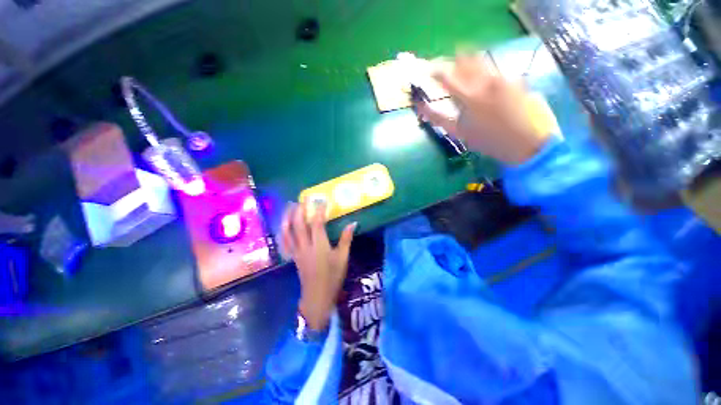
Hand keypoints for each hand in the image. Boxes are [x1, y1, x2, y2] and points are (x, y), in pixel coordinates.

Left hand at [281, 202, 355, 330]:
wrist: (317, 297)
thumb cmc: (333, 277)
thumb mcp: (343, 258)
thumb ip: (346, 239)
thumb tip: (352, 223)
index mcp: (319, 246)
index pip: (317, 223)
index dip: (319, 210)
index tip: (321, 200)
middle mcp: (305, 246)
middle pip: (298, 224)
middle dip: (300, 210)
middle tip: (303, 199)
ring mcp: (297, 251)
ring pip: (288, 232)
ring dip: (288, 217)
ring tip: (289, 206)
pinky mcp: (293, 256)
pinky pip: (285, 241)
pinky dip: (283, 231)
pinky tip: (284, 225)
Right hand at [417, 52, 551, 165]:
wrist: (528, 142)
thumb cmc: (488, 142)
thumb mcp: (459, 133)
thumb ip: (438, 117)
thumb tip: (421, 106)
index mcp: (468, 98)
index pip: (446, 76)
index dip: (435, 71)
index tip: (428, 70)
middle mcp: (484, 82)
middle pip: (463, 60)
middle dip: (451, 62)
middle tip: (445, 69)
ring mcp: (501, 78)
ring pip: (479, 60)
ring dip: (466, 62)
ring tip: (461, 70)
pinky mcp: (514, 78)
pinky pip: (492, 68)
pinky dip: (482, 71)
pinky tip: (482, 82)